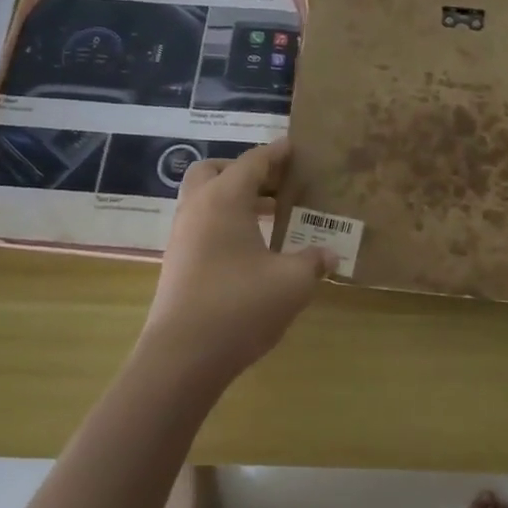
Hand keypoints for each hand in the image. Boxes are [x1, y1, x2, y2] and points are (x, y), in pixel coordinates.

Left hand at [136, 139, 330, 391]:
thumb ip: (313, 261)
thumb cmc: (240, 307)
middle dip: (245, 170)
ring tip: (269, 214)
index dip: (277, 153)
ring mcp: (182, 235)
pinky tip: (250, 247)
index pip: (253, 161)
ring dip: (233, 197)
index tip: (296, 148)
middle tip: (275, 183)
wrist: (181, 358)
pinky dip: (224, 221)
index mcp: (225, 198)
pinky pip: (201, 223)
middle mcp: (198, 207)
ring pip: (204, 197)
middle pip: (215, 170)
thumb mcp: (291, 282)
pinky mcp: (176, 261)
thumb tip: (330, 254)